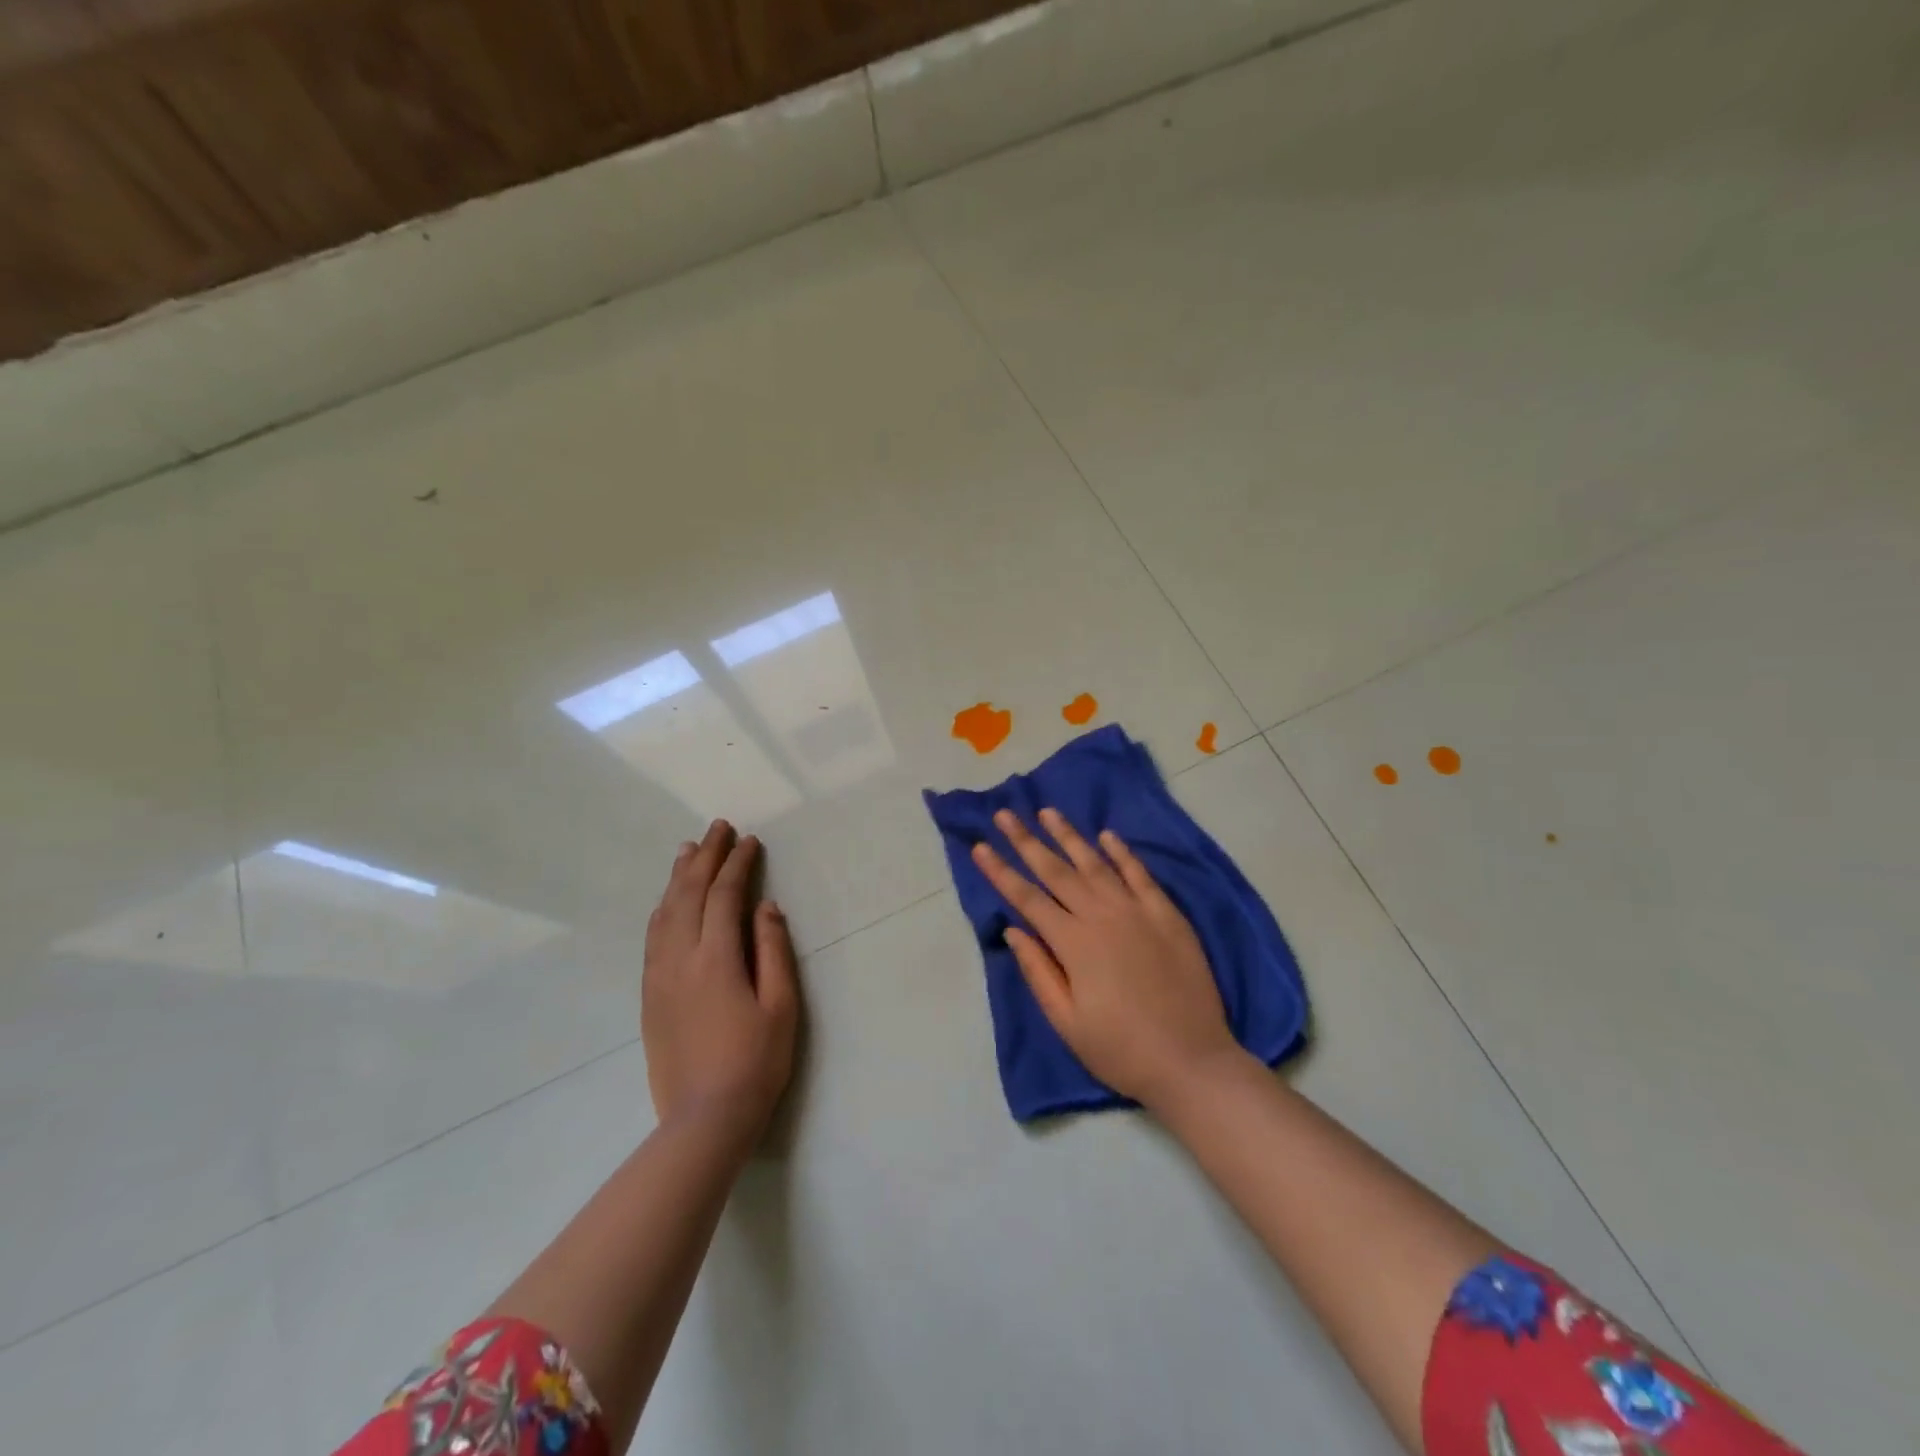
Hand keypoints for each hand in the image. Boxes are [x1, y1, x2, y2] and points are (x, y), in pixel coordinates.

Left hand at [642, 821, 798, 1141]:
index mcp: (717, 959)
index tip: (750, 841)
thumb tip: (766, 907)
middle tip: (719, 828)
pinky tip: (667, 900)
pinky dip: (662, 907)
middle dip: (706, 857)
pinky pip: (652, 937)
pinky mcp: (649, 995)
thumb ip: (773, 951)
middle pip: (690, 894)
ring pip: (665, 912)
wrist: (704, 1119)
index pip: (725, 896)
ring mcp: (659, 976)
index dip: (738, 864)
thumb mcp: (782, 1006)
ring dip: (679, 877)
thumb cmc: (756, 1062)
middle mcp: (681, 958)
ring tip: (689, 849)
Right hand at [971, 807, 1242, 1111]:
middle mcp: (1101, 916)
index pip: (1027, 898)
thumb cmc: (1121, 1050)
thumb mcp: (1067, 1022)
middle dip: (1026, 841)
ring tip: (1048, 812)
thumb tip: (1013, 930)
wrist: (1192, 1061)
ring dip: (1069, 836)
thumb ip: (1038, 972)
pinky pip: (1140, 875)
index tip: (979, 845)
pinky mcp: (1168, 915)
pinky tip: (1107, 835)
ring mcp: (1137, 911)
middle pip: (1056, 871)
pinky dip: (1123, 853)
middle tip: (1005, 814)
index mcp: (1073, 943)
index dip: (1001, 871)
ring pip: (1096, 863)